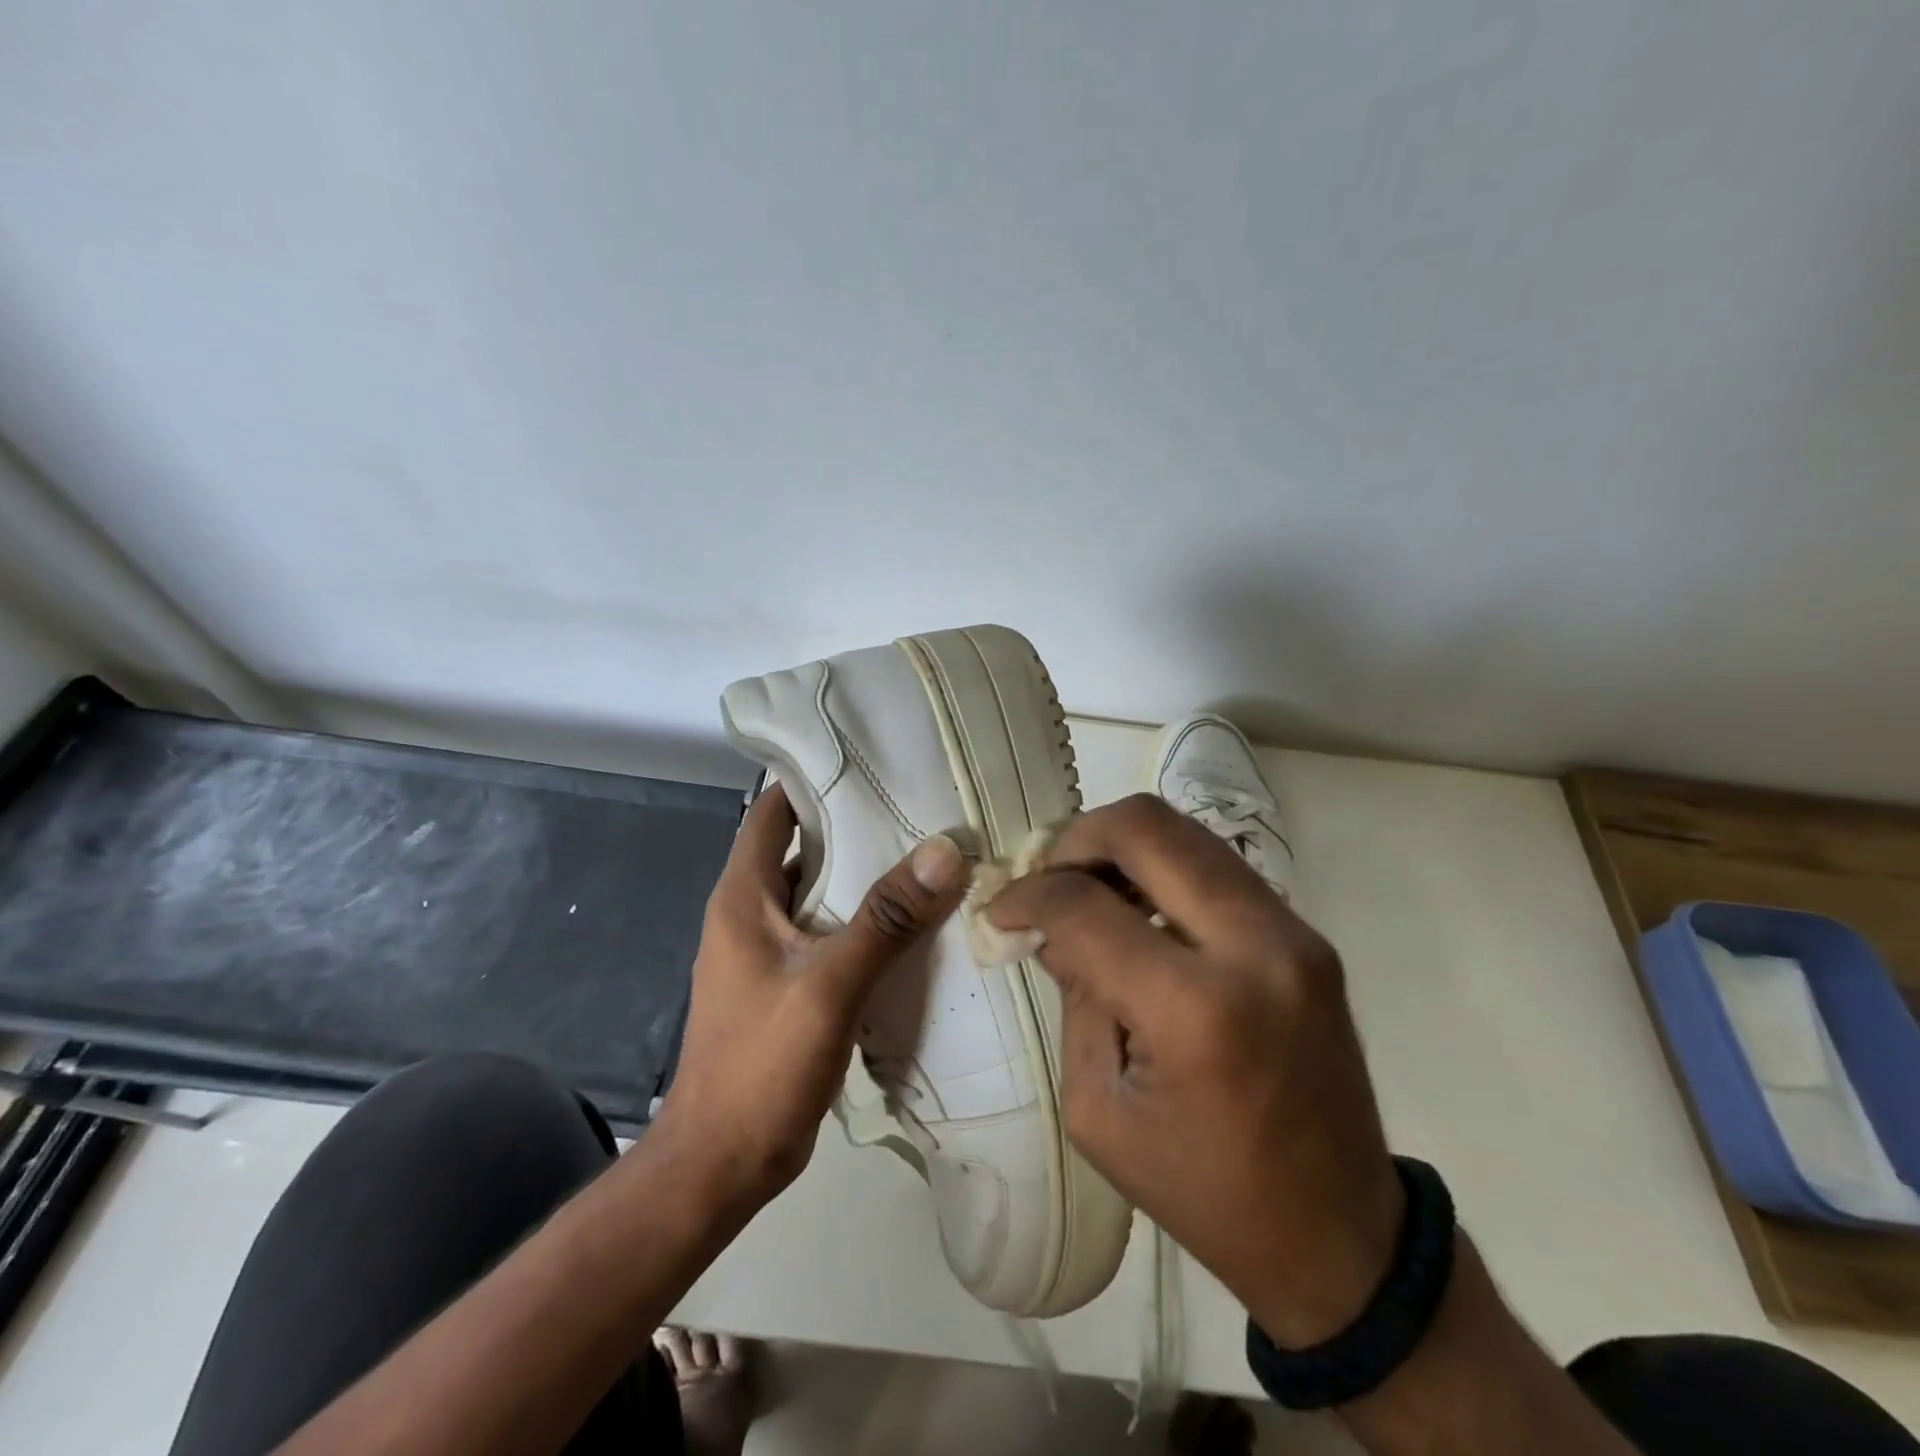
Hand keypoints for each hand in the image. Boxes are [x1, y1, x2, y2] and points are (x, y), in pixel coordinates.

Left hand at [658, 782, 967, 1207]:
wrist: (722, 1163)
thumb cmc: (761, 1064)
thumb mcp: (829, 985)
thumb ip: (886, 919)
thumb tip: (944, 849)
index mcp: (743, 895)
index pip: (775, 810)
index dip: (816, 779)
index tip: (874, 761)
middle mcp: (751, 912)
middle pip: (805, 848)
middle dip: (857, 825)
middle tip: (922, 806)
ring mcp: (769, 950)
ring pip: (821, 892)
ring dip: (866, 877)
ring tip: (929, 856)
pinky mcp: (788, 983)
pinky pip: (830, 933)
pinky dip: (866, 921)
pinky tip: (913, 924)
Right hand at [985, 793, 1403, 1347]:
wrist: (1339, 1237)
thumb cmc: (1203, 1190)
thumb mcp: (1101, 1110)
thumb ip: (1075, 997)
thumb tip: (1051, 925)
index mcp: (1194, 1008)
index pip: (1085, 906)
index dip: (1027, 896)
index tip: (1000, 910)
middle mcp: (1254, 946)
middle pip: (1146, 827)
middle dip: (1076, 840)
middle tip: (1045, 878)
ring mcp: (1292, 931)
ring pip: (1186, 832)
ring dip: (1121, 847)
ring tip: (1087, 891)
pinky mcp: (1307, 935)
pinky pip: (1216, 866)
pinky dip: (1162, 869)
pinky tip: (1136, 910)